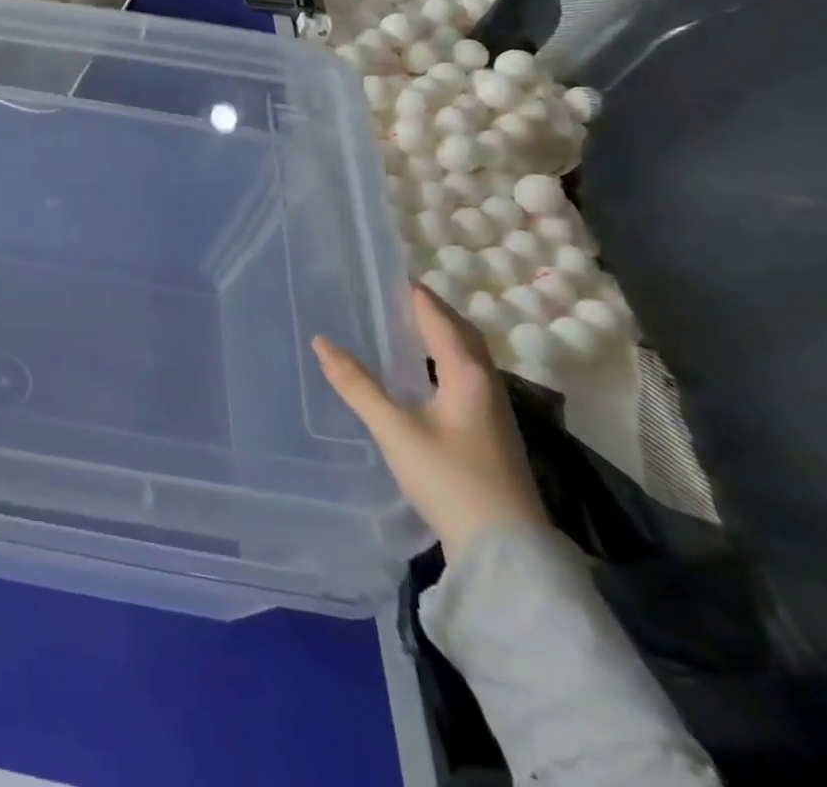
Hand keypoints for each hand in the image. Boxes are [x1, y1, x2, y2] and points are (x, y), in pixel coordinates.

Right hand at [312, 284, 547, 559]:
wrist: (505, 552)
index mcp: (468, 377)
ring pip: (469, 360)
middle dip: (435, 312)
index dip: (418, 297)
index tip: (393, 274)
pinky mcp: (491, 435)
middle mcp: (487, 387)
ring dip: (443, 337)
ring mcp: (494, 414)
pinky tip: (426, 376)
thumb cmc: (450, 480)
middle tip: (400, 296)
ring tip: (409, 327)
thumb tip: (321, 341)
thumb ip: (357, 384)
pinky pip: (467, 379)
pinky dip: (445, 362)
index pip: (441, 321)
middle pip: (465, 337)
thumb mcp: (394, 430)